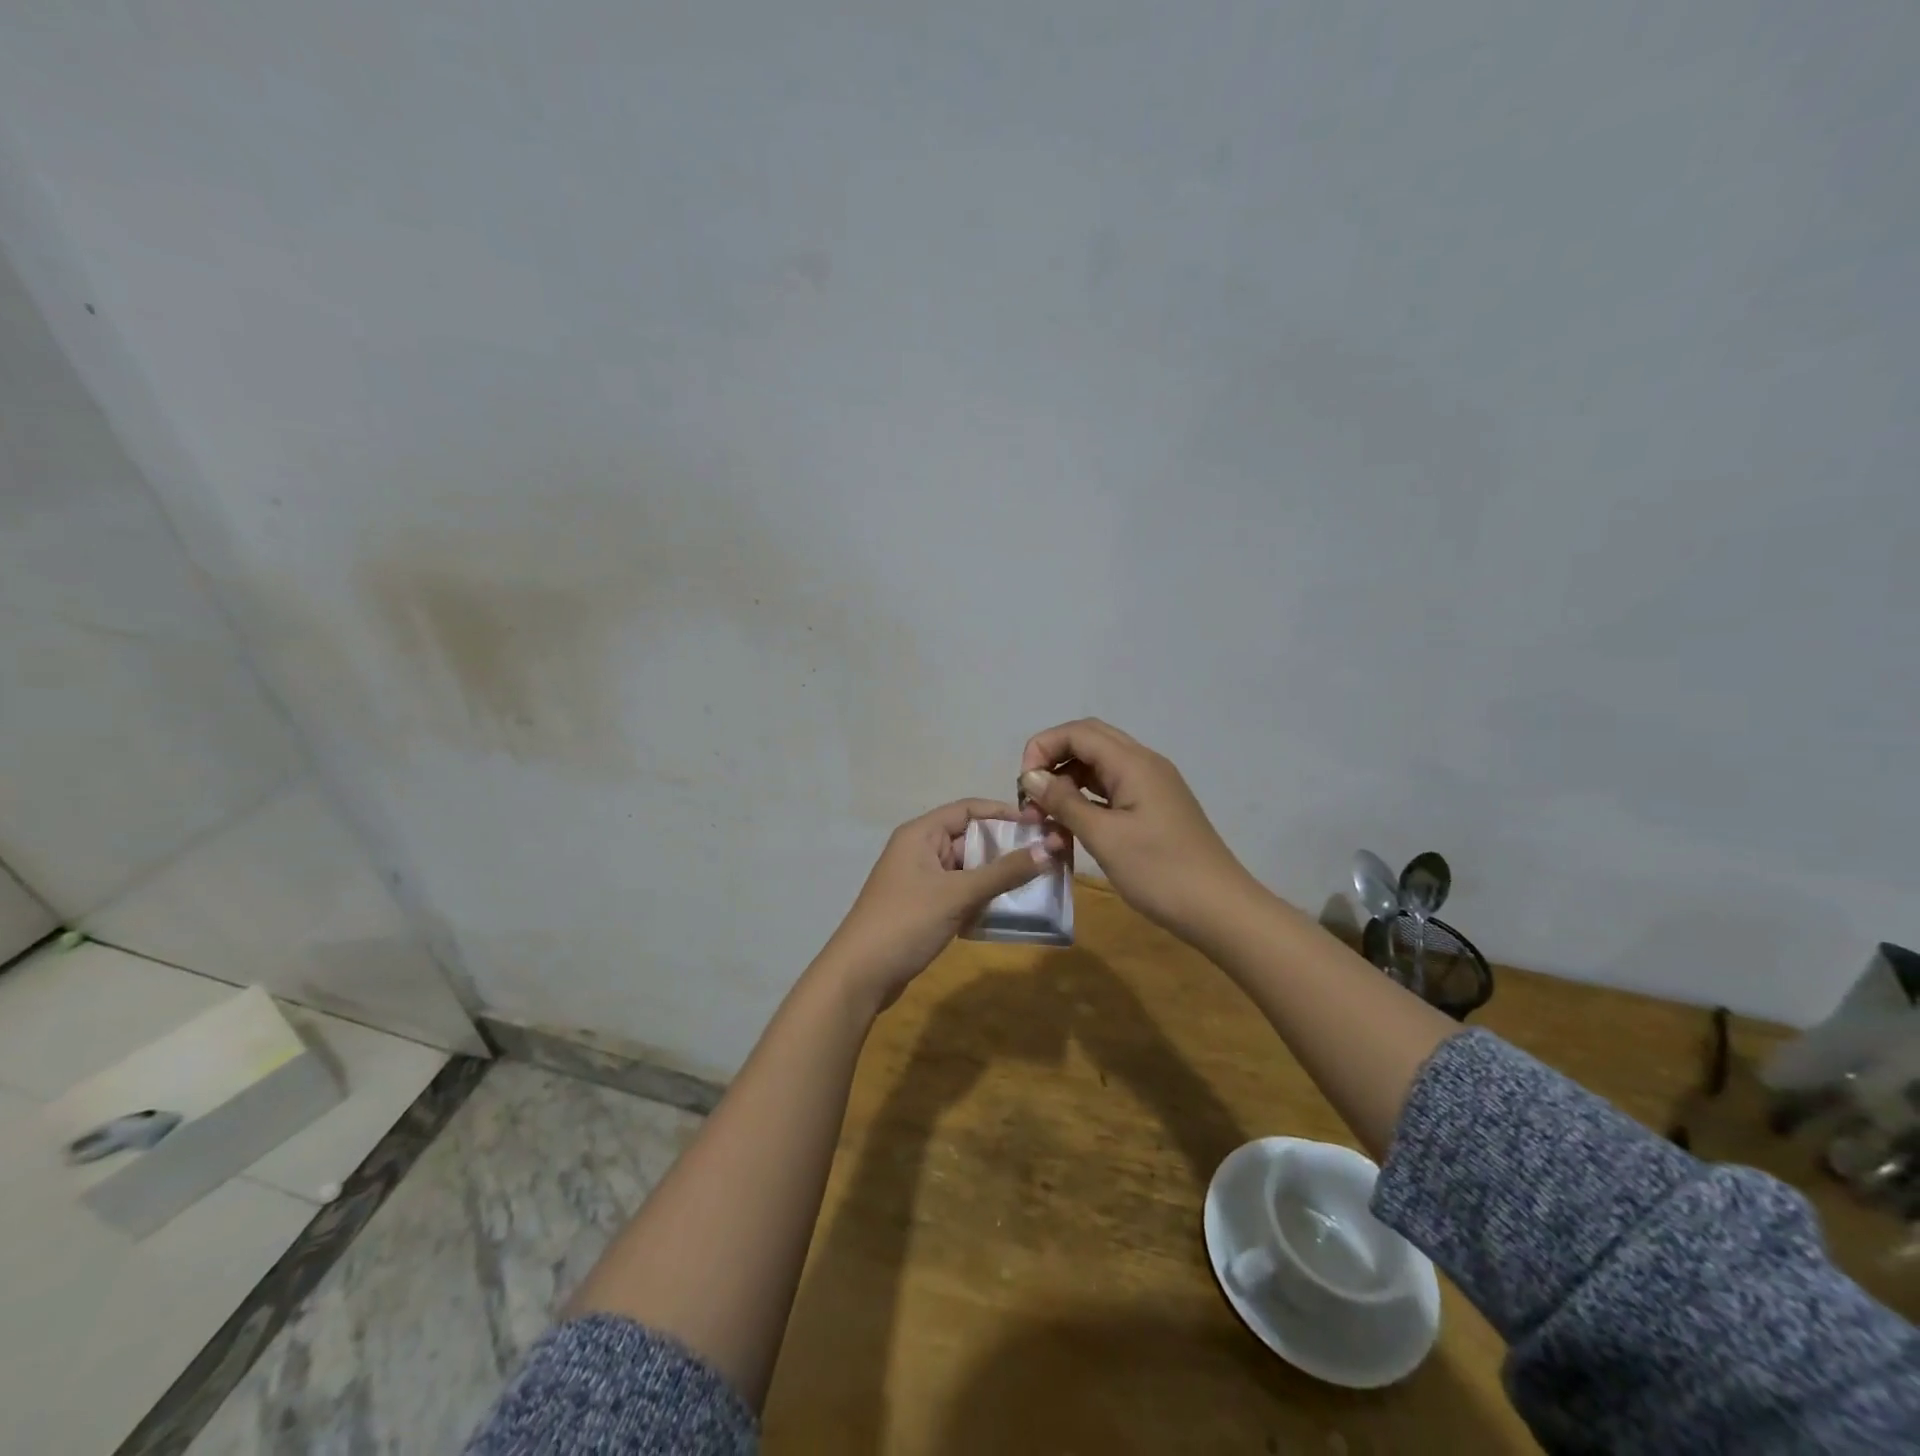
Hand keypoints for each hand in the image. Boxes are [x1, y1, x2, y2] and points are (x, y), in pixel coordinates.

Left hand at [818, 798, 1066, 1011]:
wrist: (860, 975)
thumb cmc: (907, 922)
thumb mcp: (958, 894)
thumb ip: (1004, 872)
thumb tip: (1050, 848)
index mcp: (921, 833)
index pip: (969, 809)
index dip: (1004, 813)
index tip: (1039, 824)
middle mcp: (919, 850)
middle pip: (969, 838)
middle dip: (1005, 847)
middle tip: (1046, 857)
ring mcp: (919, 880)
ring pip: (966, 868)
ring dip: (996, 875)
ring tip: (1036, 883)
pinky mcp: (922, 907)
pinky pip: (959, 892)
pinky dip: (981, 897)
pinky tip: (1008, 910)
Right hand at [1018, 719, 1256, 945]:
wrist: (1220, 909)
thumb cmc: (1160, 871)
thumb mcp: (1104, 837)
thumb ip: (1064, 802)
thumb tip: (1031, 776)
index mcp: (1133, 763)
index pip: (1077, 732)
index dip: (1043, 748)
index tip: (1023, 786)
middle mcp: (1144, 764)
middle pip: (1089, 741)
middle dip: (1053, 762)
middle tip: (1032, 798)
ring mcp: (1152, 785)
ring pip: (1099, 766)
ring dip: (1068, 782)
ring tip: (1047, 817)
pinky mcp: (1155, 807)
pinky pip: (1112, 789)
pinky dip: (1087, 799)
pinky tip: (1072, 826)